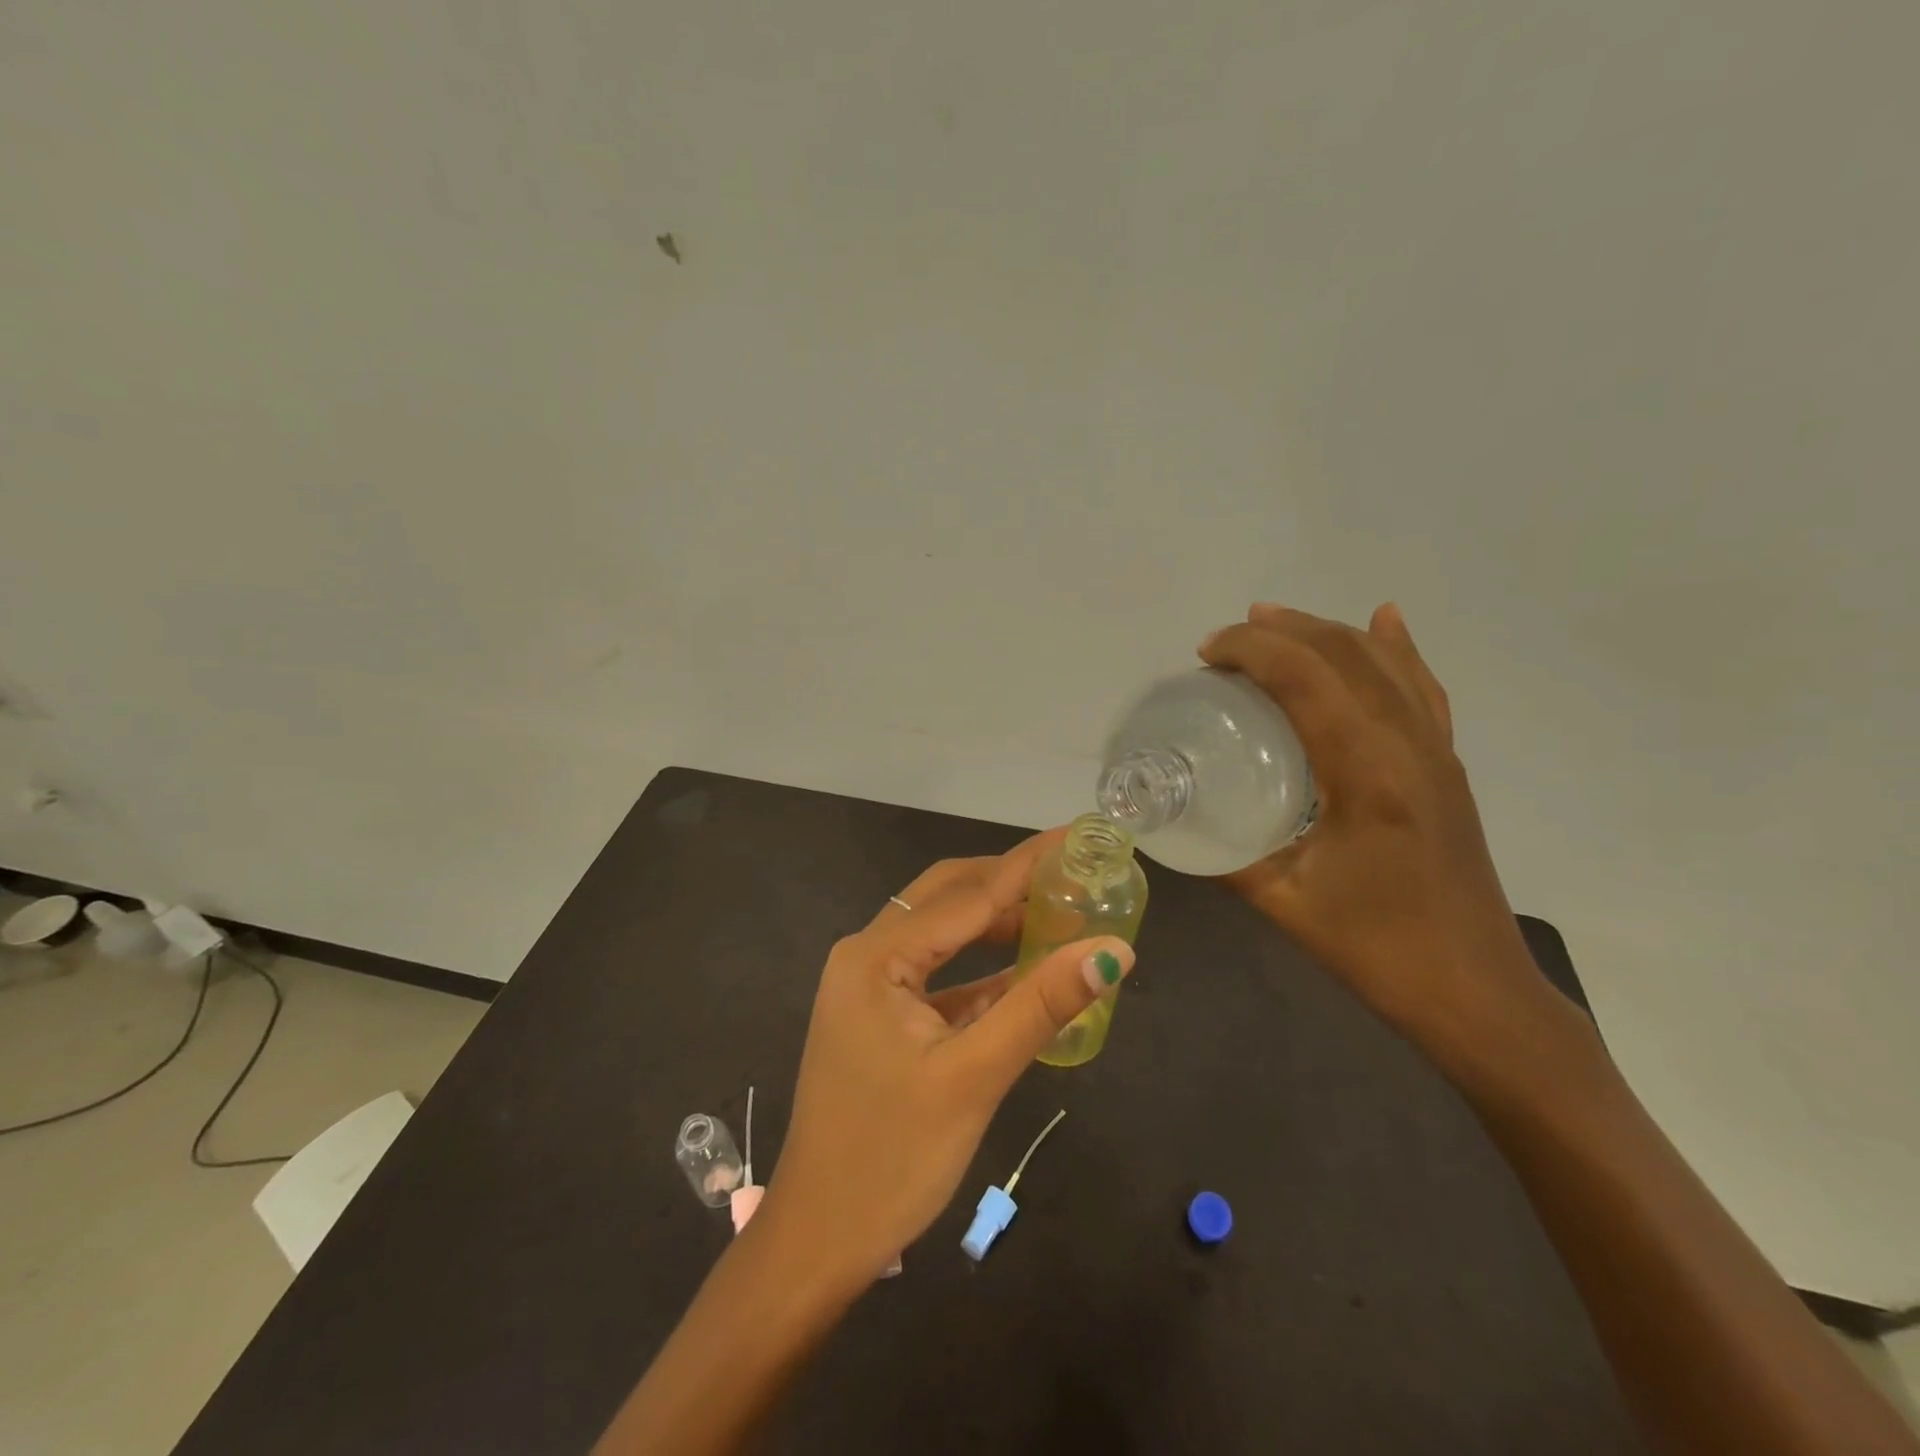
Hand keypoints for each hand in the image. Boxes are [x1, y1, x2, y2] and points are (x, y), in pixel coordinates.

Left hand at [756, 834, 1134, 1287]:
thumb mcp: (973, 1077)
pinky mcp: (880, 1015)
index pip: (968, 894)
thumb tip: (1112, 949)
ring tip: (1058, 914)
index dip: (1027, 864)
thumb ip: (1041, 1006)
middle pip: (948, 898)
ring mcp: (869, 985)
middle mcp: (866, 954)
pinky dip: (980, 969)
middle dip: (1009, 882)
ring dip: (996, 923)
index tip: (1077, 835)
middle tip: (1072, 873)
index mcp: (876, 955)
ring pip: (942, 933)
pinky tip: (1023, 972)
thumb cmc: (891, 1158)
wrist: (819, 1240)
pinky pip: (937, 974)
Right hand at [1200, 604, 1568, 1073]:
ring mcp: (1437, 754)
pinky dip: (1398, 649)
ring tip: (1276, 622)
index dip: (1253, 650)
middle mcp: (1410, 747)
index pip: (1307, 679)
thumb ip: (1225, 856)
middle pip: (1346, 655)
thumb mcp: (1284, 902)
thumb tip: (1172, 824)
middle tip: (1225, 641)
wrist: (1478, 995)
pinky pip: (1422, 689)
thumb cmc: (1378, 951)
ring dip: (1328, 631)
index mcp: (1368, 774)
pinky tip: (1385, 621)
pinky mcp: (1447, 768)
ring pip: (1386, 663)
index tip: (1205, 652)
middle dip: (1281, 630)